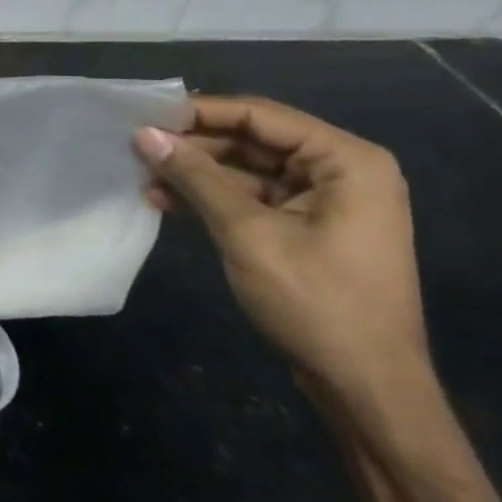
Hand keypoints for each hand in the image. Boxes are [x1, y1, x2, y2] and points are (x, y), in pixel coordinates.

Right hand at [135, 96, 431, 422]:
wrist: (365, 388)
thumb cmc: (316, 303)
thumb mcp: (248, 234)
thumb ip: (196, 178)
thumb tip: (143, 134)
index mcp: (347, 162)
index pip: (261, 115)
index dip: (200, 113)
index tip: (144, 116)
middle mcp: (341, 171)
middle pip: (253, 139)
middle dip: (194, 146)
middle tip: (137, 149)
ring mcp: (324, 201)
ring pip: (246, 169)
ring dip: (196, 174)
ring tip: (143, 178)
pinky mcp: (306, 227)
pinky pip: (251, 197)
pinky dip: (210, 198)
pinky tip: (165, 202)